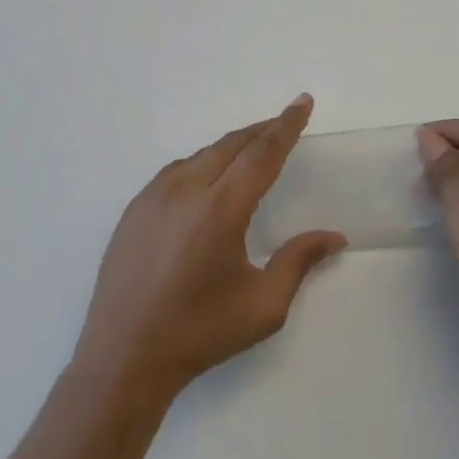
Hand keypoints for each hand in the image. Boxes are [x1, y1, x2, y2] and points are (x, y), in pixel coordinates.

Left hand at [73, 95, 345, 400]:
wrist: (124, 356)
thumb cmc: (200, 333)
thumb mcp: (263, 306)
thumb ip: (299, 261)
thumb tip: (335, 236)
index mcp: (220, 210)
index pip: (262, 153)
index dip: (286, 125)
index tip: (302, 101)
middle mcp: (185, 190)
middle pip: (231, 145)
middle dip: (261, 130)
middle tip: (284, 123)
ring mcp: (153, 195)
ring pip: (201, 155)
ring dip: (231, 147)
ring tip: (252, 150)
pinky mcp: (134, 207)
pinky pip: (175, 171)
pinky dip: (201, 164)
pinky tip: (209, 180)